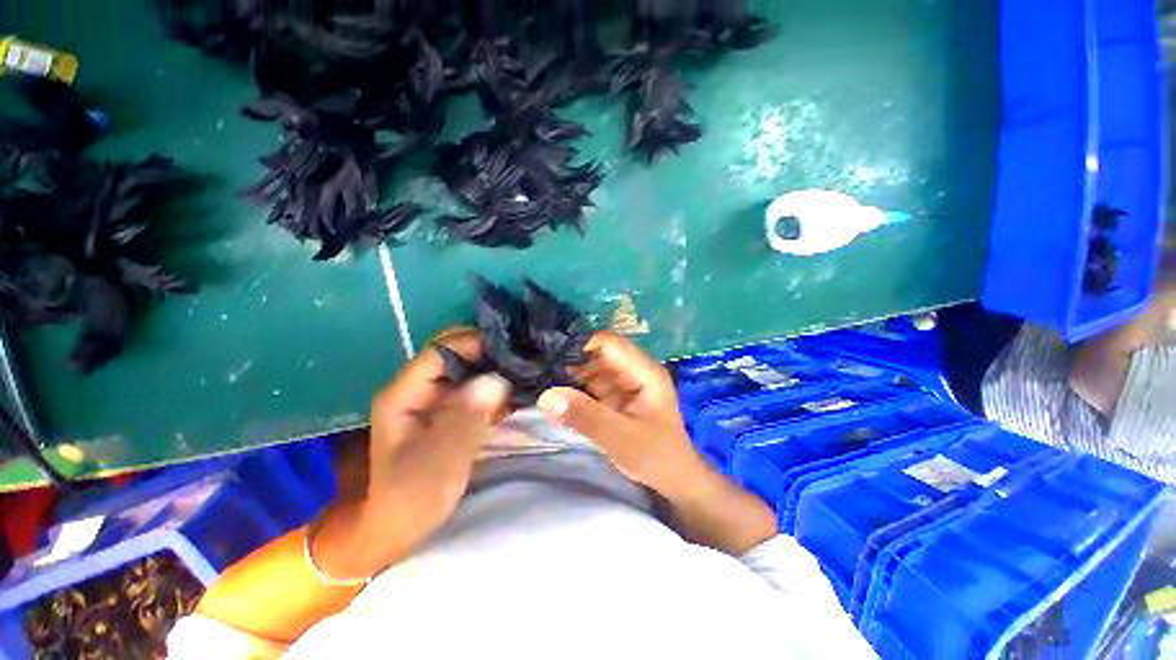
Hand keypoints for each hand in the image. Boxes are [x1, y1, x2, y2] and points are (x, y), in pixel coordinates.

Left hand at [316, 329, 510, 577]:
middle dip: (489, 352)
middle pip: (456, 353)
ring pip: (468, 367)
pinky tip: (517, 389)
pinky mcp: (448, 409)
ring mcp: (434, 397)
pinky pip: (475, 386)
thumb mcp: (439, 459)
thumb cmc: (412, 496)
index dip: (476, 344)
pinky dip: (496, 384)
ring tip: (527, 370)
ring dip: (495, 367)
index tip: (513, 349)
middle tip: (524, 359)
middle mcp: (418, 387)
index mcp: (405, 393)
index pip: (442, 350)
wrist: (399, 526)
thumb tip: (496, 380)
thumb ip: (466, 417)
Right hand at [536, 331, 705, 498]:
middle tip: (539, 374)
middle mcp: (634, 371)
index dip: (580, 346)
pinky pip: (592, 387)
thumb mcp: (621, 439)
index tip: (550, 359)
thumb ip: (585, 416)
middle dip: (570, 362)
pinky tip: (555, 398)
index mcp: (644, 372)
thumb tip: (546, 396)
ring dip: (569, 377)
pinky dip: (574, 391)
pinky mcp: (616, 398)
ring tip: (540, 384)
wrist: (675, 481)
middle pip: (598, 355)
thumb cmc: (656, 457)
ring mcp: (625, 384)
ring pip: (592, 370)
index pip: (609, 343)